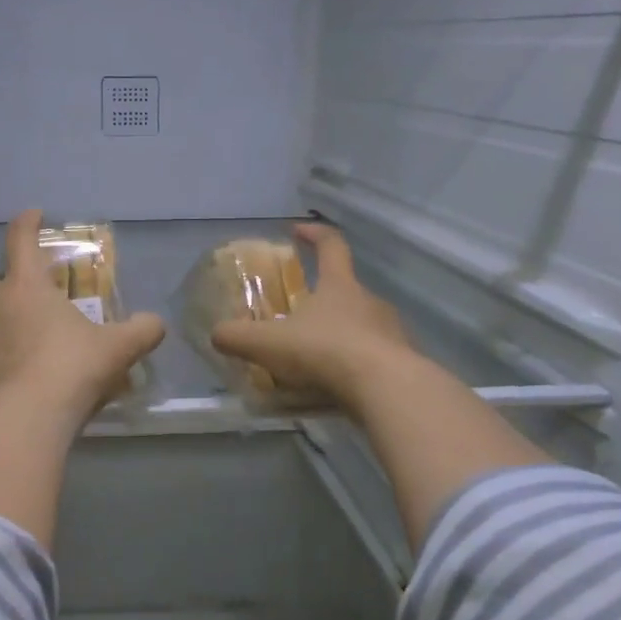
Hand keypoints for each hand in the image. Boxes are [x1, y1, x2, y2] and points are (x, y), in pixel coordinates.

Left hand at [0, 210, 165, 426]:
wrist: (23, 420)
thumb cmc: (71, 369)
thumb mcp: (116, 349)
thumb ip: (141, 331)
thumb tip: (157, 324)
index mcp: (25, 285)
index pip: (21, 239)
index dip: (29, 223)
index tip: (35, 215)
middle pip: (4, 284)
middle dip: (22, 290)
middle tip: (45, 309)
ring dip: (6, 328)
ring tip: (30, 353)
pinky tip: (12, 383)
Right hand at [210, 221, 417, 411]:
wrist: (387, 389)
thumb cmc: (325, 351)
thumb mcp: (268, 344)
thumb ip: (237, 337)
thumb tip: (217, 334)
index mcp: (339, 286)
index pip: (331, 245)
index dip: (314, 234)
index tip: (297, 230)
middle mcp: (369, 301)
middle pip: (346, 290)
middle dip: (323, 299)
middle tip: (298, 316)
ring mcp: (392, 332)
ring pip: (362, 326)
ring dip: (340, 335)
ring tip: (316, 359)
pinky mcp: (403, 363)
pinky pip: (374, 358)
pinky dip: (355, 366)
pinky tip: (337, 386)